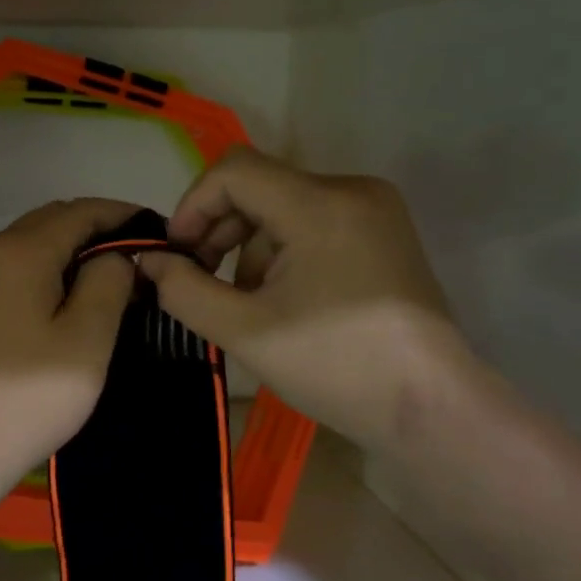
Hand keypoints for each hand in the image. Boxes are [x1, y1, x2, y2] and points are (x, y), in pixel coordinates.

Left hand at [0, 198, 139, 488]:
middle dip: (98, 229)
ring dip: (72, 248)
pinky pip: (15, 266)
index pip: (80, 211)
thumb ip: (109, 280)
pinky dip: (48, 268)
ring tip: (112, 275)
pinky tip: (69, 296)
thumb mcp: (88, 337)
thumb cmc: (31, 393)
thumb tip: (114, 256)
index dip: (123, 215)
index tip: (160, 232)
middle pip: (52, 220)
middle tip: (140, 257)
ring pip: (32, 242)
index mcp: (19, 250)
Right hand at [137, 149, 467, 452]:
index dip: (193, 205)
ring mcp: (375, 210)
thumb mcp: (245, 331)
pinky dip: (284, 251)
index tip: (178, 254)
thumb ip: (184, 290)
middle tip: (202, 281)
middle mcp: (352, 189)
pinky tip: (284, 298)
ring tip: (248, 303)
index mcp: (321, 205)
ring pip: (284, 206)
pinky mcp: (384, 232)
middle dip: (220, 230)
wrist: (431, 409)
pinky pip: (314, 221)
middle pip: (260, 187)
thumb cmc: (336, 367)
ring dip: (251, 247)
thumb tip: (149, 261)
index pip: (234, 171)